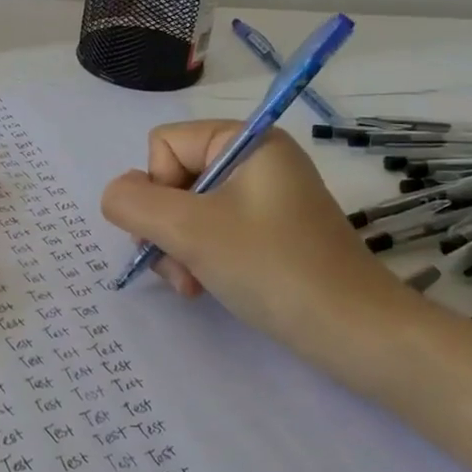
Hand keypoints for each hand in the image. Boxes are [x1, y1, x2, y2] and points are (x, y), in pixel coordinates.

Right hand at [99, 121, 418, 368]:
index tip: (175, 231)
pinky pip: (215, 231)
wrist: (354, 330)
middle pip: (174, 178)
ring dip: (179, 249)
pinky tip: (206, 288)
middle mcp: (257, 159)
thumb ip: (134, 203)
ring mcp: (266, 198)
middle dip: (166, 227)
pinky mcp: (272, 232)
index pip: (165, 144)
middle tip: (179, 268)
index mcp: (246, 140)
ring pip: (189, 211)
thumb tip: (117, 194)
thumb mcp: (190, 230)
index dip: (157, 188)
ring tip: (192, 285)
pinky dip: (201, 258)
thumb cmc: (271, 267)